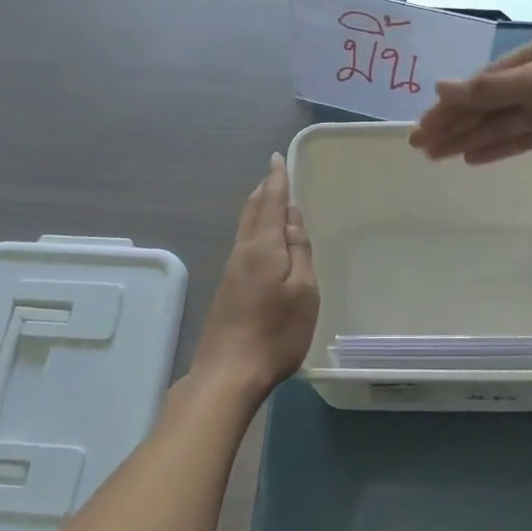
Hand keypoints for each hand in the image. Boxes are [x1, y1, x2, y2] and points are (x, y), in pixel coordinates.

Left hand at [190, 154, 319, 397]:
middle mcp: (243, 252)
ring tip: (269, 198)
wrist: (229, 372)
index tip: (276, 157)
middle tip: (274, 174)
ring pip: (245, 227)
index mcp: (263, 247)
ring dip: (257, 208)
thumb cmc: (276, 332)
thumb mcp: (303, 291)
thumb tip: (292, 216)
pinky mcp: (228, 289)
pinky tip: (261, 239)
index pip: (271, 202)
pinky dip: (254, 229)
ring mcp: (231, 271)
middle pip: (252, 212)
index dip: (276, 179)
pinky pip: (243, 244)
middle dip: (264, 190)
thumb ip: (299, 251)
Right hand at [410, 32, 531, 171]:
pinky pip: (521, 138)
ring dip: (470, 138)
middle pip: (488, 102)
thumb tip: (439, 86)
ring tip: (437, 157)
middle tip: (420, 145)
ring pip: (502, 123)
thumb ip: (491, 89)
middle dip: (454, 123)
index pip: (484, 80)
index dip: (451, 103)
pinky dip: (497, 147)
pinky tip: (472, 159)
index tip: (423, 124)